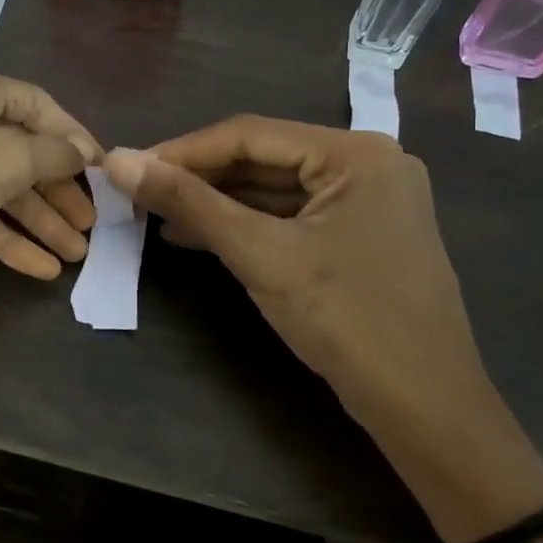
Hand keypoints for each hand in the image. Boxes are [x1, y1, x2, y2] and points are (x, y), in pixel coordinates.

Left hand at [0, 62, 102, 278]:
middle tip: (93, 226)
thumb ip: (52, 155)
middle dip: (59, 192)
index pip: (40, 106)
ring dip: (39, 220)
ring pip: (0, 187)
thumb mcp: (5, 159)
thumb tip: (80, 152)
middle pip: (22, 152)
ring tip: (77, 255)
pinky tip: (42, 269)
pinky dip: (6, 237)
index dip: (76, 138)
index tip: (105, 173)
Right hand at [103, 117, 491, 446]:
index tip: (128, 168)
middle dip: (198, 177)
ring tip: (157, 214)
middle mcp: (367, 164)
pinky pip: (291, 216)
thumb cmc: (346, 319)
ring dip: (217, 201)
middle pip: (263, 157)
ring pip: (274, 188)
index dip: (182, 151)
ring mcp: (368, 202)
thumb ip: (188, 202)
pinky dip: (246, 224)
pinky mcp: (360, 236)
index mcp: (355, 153)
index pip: (250, 134)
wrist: (425, 408)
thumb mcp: (260, 254)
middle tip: (139, 192)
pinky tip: (198, 235)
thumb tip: (116, 160)